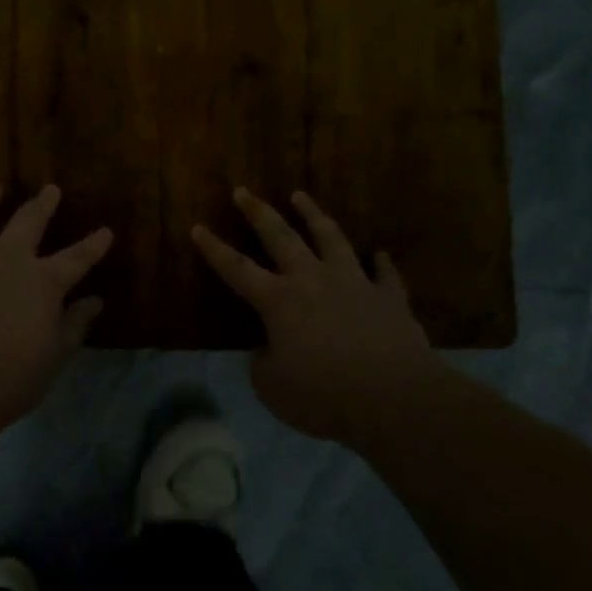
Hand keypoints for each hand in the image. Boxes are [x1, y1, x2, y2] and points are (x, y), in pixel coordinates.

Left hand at [0, 182, 112, 424]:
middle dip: (42, 204)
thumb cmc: (11, 378)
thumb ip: (74, 325)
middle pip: (28, 221)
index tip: (105, 231)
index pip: (77, 258)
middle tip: (50, 189)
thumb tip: (95, 302)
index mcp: (43, 281)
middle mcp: (6, 259)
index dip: (93, 244)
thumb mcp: (55, 356)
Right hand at [192, 188, 438, 440]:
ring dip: (313, 215)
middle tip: (243, 191)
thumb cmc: (323, 395)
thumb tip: (268, 349)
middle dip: (258, 212)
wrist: (393, 399)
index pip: (237, 269)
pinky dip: (380, 262)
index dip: (214, 249)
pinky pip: (385, 273)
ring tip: (300, 196)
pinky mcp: (389, 297)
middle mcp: (313, 280)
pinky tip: (379, 253)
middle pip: (281, 237)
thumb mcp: (272, 387)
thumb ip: (264, 362)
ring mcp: (354, 283)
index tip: (198, 227)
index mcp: (279, 301)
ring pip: (331, 238)